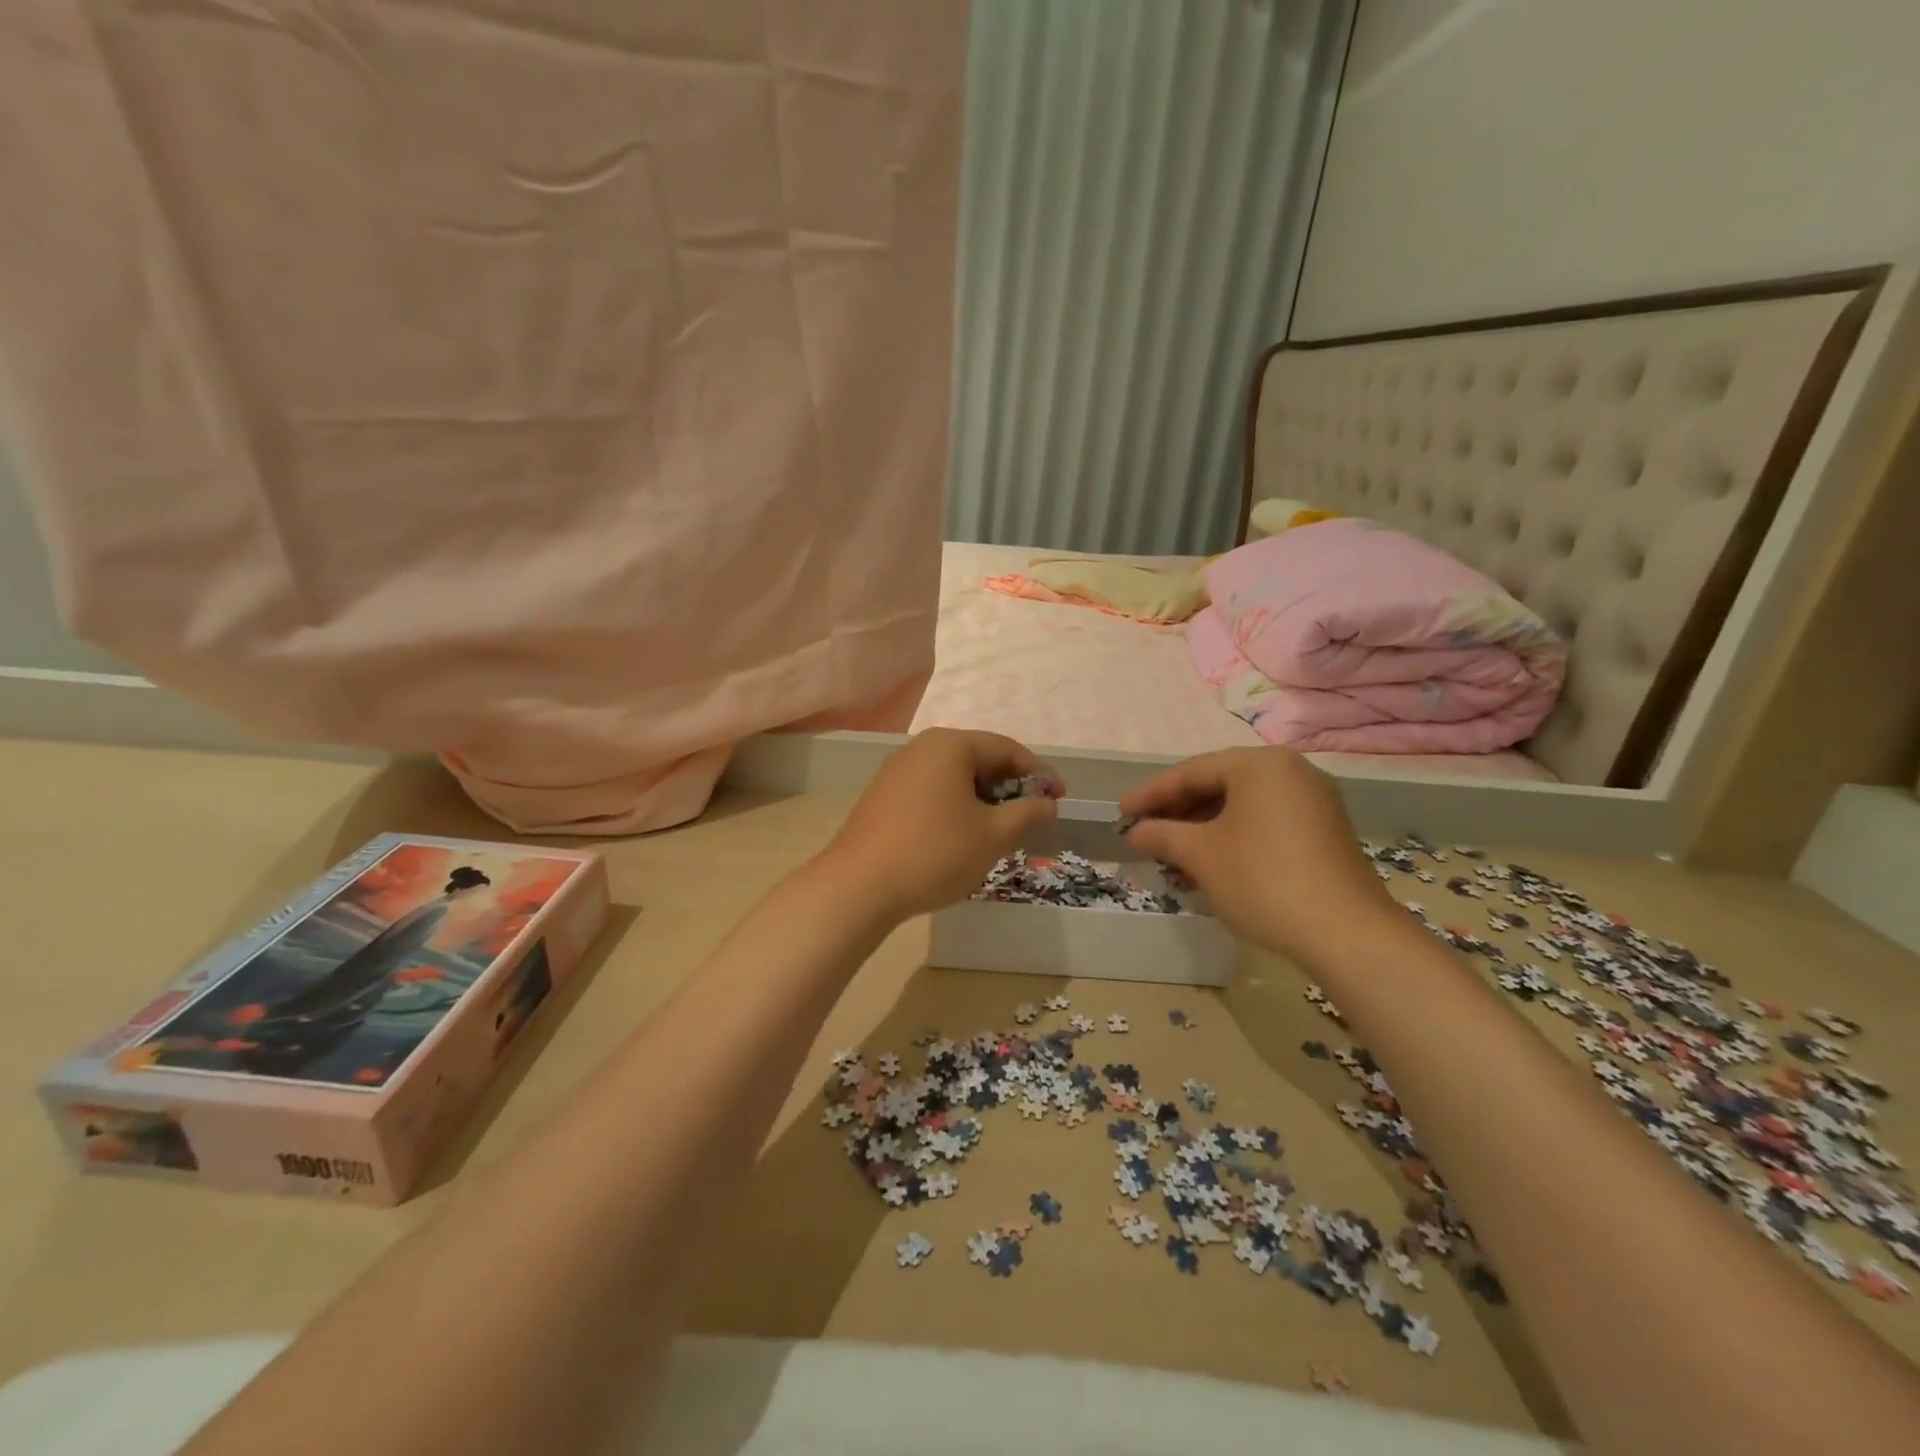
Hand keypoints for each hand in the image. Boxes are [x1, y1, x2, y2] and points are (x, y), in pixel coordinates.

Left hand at [821, 728, 1060, 921]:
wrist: (858, 886)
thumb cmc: (934, 853)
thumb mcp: (993, 836)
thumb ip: (1028, 814)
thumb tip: (1048, 805)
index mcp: (950, 745)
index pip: (1007, 749)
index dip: (1039, 774)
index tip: (1060, 800)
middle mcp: (922, 747)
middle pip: (979, 759)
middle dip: (1010, 787)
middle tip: (1032, 818)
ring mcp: (897, 770)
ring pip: (954, 777)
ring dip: (983, 799)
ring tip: (1000, 831)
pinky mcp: (883, 795)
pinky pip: (932, 791)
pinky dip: (956, 806)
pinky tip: (961, 836)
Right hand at [1119, 747, 1398, 962]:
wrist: (1346, 934)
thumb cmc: (1263, 880)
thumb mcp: (1201, 855)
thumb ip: (1162, 834)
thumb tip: (1136, 832)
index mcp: (1260, 765)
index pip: (1192, 771)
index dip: (1151, 794)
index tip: (1121, 813)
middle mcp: (1290, 772)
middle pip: (1219, 785)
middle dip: (1178, 812)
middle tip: (1146, 834)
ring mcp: (1313, 802)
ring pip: (1242, 807)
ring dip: (1203, 829)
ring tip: (1173, 857)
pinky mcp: (1324, 832)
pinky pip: (1265, 823)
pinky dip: (1233, 838)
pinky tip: (1211, 865)